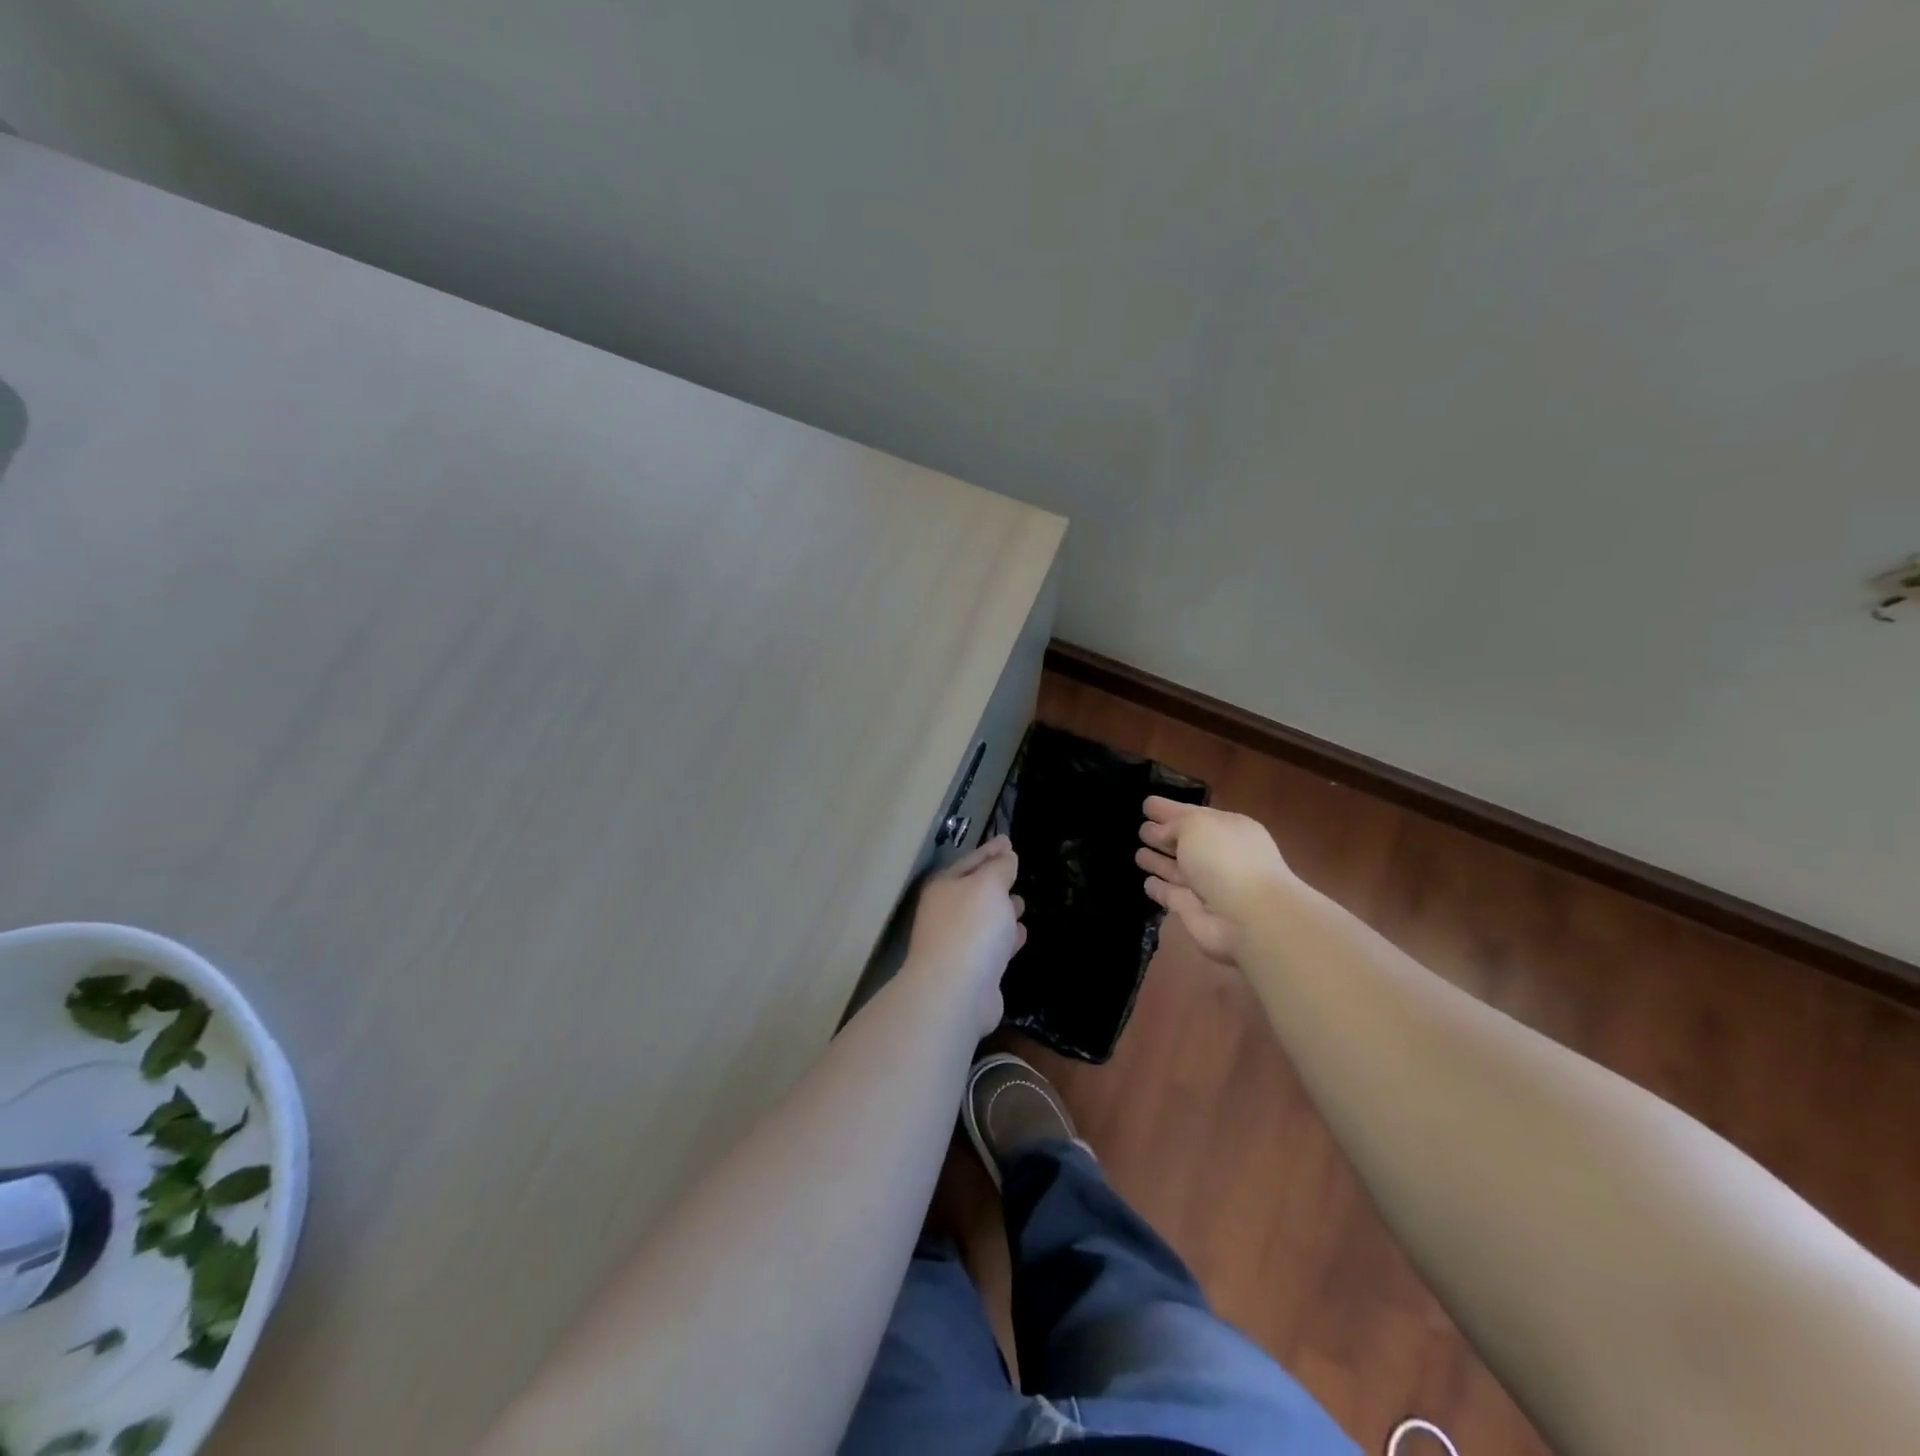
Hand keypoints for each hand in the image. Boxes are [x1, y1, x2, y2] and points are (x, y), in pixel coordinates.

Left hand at [905, 835, 1025, 1035]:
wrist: (956, 992)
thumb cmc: (971, 928)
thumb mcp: (989, 885)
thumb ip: (999, 868)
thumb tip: (1006, 856)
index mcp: (945, 887)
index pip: (971, 860)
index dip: (990, 850)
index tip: (1008, 840)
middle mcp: (947, 913)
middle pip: (975, 890)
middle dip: (995, 881)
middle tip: (1016, 871)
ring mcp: (958, 943)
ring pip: (985, 920)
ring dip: (1002, 911)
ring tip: (1021, 903)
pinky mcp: (973, 971)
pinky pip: (992, 946)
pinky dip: (1006, 939)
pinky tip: (1021, 934)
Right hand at [1135, 797, 1294, 962]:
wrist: (1249, 918)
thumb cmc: (1225, 859)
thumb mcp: (1196, 825)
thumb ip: (1173, 824)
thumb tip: (1157, 831)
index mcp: (1227, 828)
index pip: (1193, 814)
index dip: (1169, 809)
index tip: (1146, 804)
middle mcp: (1219, 855)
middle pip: (1186, 842)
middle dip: (1163, 835)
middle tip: (1140, 829)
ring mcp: (1208, 885)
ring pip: (1178, 869)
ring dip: (1159, 862)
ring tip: (1137, 854)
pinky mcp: (1194, 911)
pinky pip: (1172, 895)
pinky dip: (1160, 889)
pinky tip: (1146, 882)